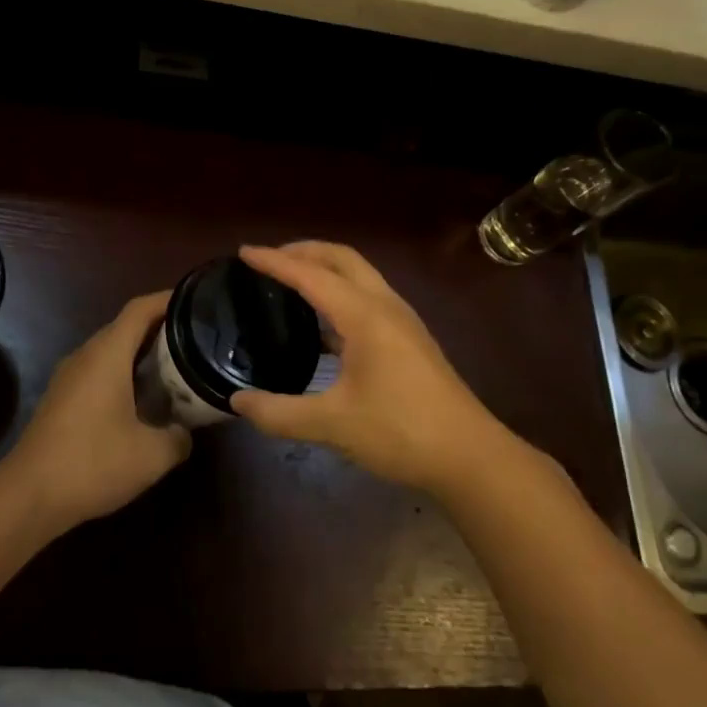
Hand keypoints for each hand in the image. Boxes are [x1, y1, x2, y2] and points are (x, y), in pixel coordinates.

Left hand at [1, 291, 191, 530]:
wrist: (28, 497)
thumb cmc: (93, 464)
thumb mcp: (152, 455)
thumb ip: (179, 437)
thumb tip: (185, 431)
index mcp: (107, 355)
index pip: (140, 309)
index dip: (168, 299)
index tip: (197, 300)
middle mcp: (86, 356)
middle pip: (126, 327)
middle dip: (161, 327)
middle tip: (196, 338)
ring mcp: (69, 377)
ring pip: (111, 351)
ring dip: (142, 353)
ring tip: (177, 366)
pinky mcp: (61, 399)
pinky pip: (99, 372)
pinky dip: (125, 374)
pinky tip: (144, 399)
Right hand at [230, 242, 506, 495]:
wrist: (469, 455)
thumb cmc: (401, 432)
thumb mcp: (332, 424)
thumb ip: (279, 413)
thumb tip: (237, 402)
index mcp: (365, 316)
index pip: (311, 275)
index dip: (274, 261)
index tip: (243, 252)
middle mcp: (385, 306)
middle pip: (342, 259)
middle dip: (304, 251)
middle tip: (268, 260)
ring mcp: (401, 321)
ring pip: (359, 277)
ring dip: (324, 270)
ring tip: (290, 283)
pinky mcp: (408, 340)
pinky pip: (367, 299)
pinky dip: (338, 295)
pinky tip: (320, 326)